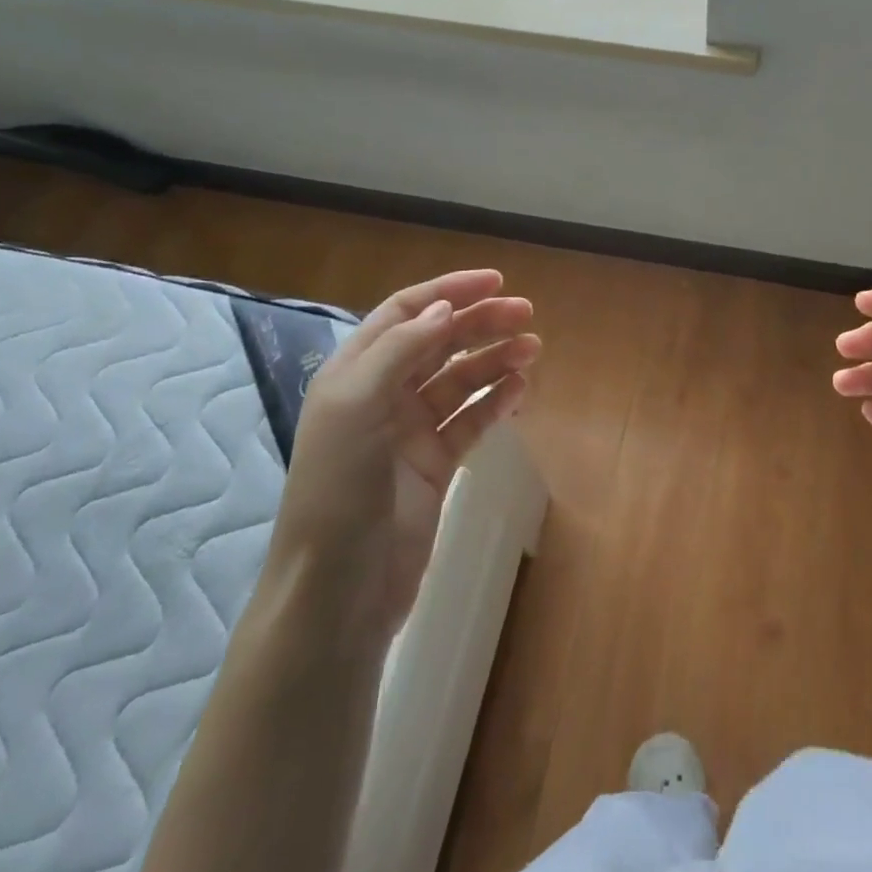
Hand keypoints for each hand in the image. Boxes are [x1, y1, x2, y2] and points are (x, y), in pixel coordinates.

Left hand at [272, 270, 538, 637]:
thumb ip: (399, 351)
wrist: (340, 589)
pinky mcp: (435, 465)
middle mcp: (382, 395)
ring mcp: (410, 432)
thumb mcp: (355, 407)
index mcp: (354, 373)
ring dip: (494, 360)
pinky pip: (471, 421)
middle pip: (438, 342)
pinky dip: (495, 401)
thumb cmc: (338, 490)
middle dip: (480, 324)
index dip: (448, 291)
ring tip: (533, 350)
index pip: (405, 313)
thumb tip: (444, 308)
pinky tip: (520, 389)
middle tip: (527, 315)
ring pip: (460, 381)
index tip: (495, 282)